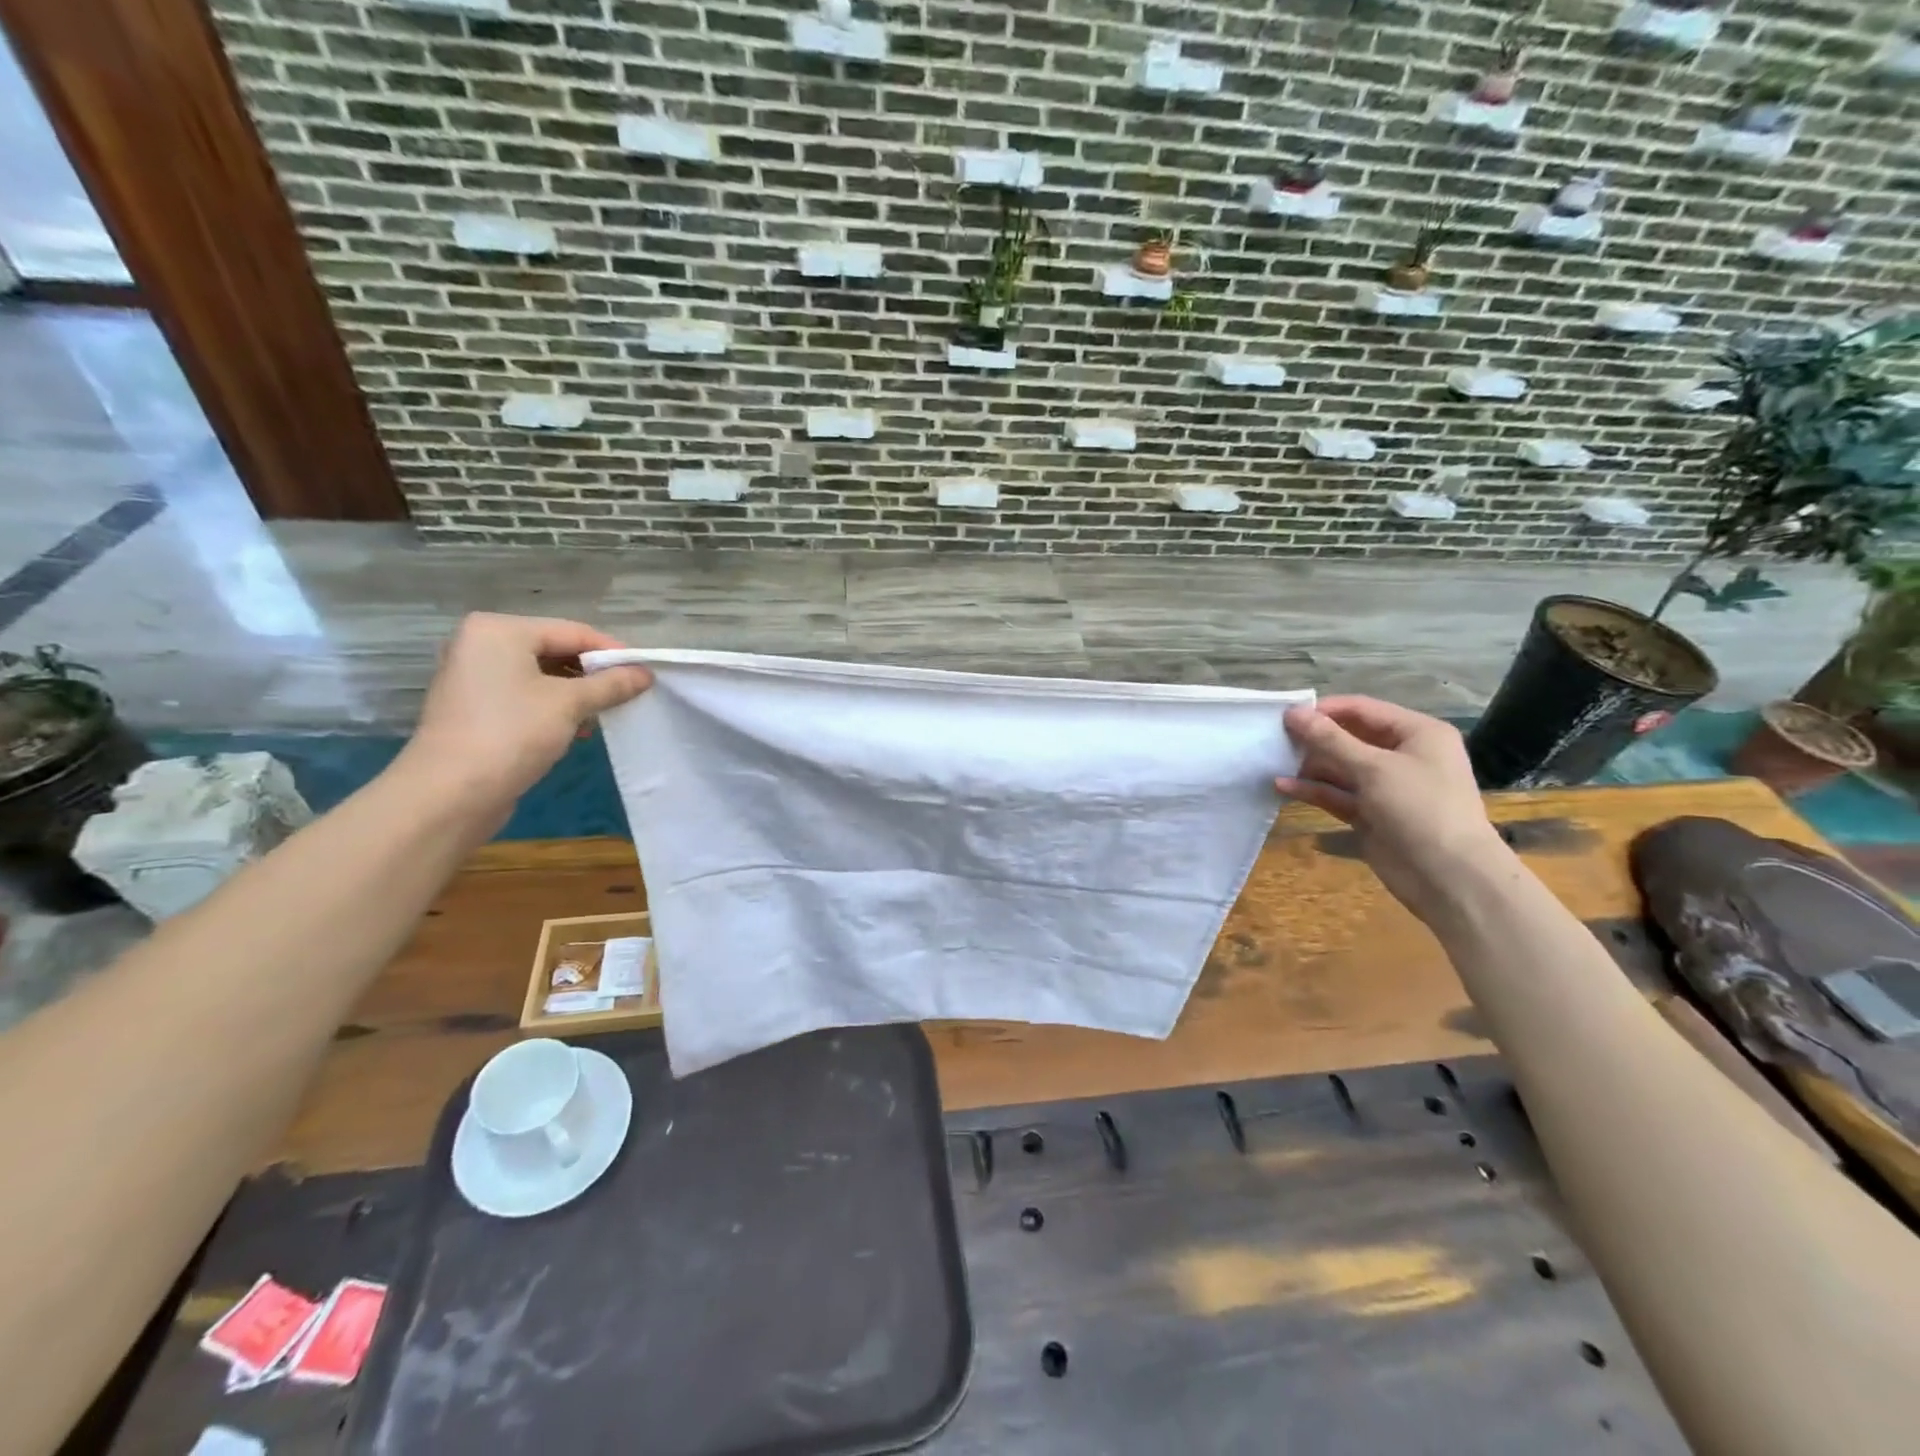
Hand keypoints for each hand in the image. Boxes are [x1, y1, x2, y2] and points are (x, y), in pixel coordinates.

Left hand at [398, 613, 651, 819]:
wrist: (451, 794)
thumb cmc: (512, 733)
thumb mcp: (570, 704)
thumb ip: (611, 684)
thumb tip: (646, 674)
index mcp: (499, 630)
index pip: (572, 631)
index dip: (613, 651)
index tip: (646, 672)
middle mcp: (481, 645)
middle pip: (556, 650)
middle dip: (594, 674)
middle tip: (630, 694)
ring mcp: (474, 677)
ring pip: (542, 675)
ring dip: (578, 694)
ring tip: (606, 714)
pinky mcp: (475, 708)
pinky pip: (526, 696)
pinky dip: (554, 707)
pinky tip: (577, 729)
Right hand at [1277, 695, 1509, 923]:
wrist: (1449, 877)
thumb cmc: (1420, 808)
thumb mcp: (1374, 768)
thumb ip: (1330, 740)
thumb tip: (1293, 713)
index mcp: (1418, 733)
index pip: (1363, 709)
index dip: (1325, 710)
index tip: (1286, 716)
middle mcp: (1403, 755)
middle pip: (1350, 737)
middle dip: (1314, 739)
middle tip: (1274, 739)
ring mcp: (1387, 787)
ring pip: (1341, 768)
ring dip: (1309, 766)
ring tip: (1273, 761)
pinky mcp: (1371, 814)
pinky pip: (1338, 795)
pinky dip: (1313, 790)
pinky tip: (1283, 786)